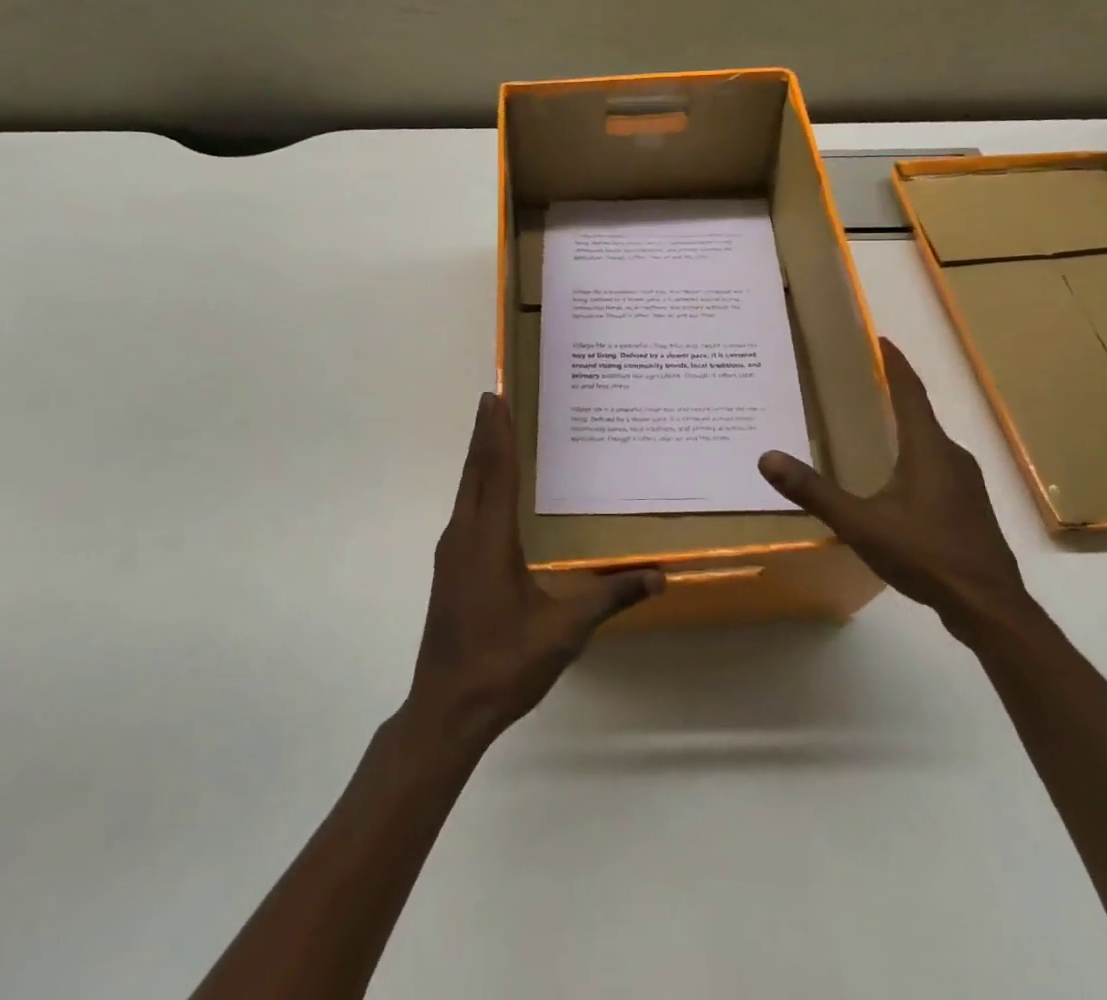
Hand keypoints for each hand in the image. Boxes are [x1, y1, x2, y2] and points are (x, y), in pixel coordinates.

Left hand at [406, 393, 661, 751]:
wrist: (447, 709)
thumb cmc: (504, 663)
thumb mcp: (564, 631)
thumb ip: (610, 597)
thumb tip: (659, 576)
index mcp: (488, 540)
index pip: (495, 472)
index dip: (498, 433)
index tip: (496, 396)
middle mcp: (463, 536)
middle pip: (474, 472)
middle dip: (485, 434)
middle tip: (497, 399)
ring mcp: (450, 553)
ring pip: (466, 491)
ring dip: (480, 459)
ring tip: (498, 434)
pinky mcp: (448, 569)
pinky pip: (464, 510)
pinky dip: (477, 486)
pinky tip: (492, 494)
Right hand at [758, 337, 1026, 640]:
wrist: (989, 608)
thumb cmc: (926, 555)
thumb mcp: (860, 523)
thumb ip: (814, 491)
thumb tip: (767, 458)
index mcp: (928, 449)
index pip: (910, 392)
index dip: (894, 363)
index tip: (879, 339)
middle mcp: (951, 456)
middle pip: (919, 414)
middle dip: (892, 394)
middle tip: (860, 382)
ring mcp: (965, 483)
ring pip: (928, 444)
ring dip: (903, 429)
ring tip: (871, 428)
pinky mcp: (968, 507)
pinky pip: (936, 467)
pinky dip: (912, 458)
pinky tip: (894, 481)